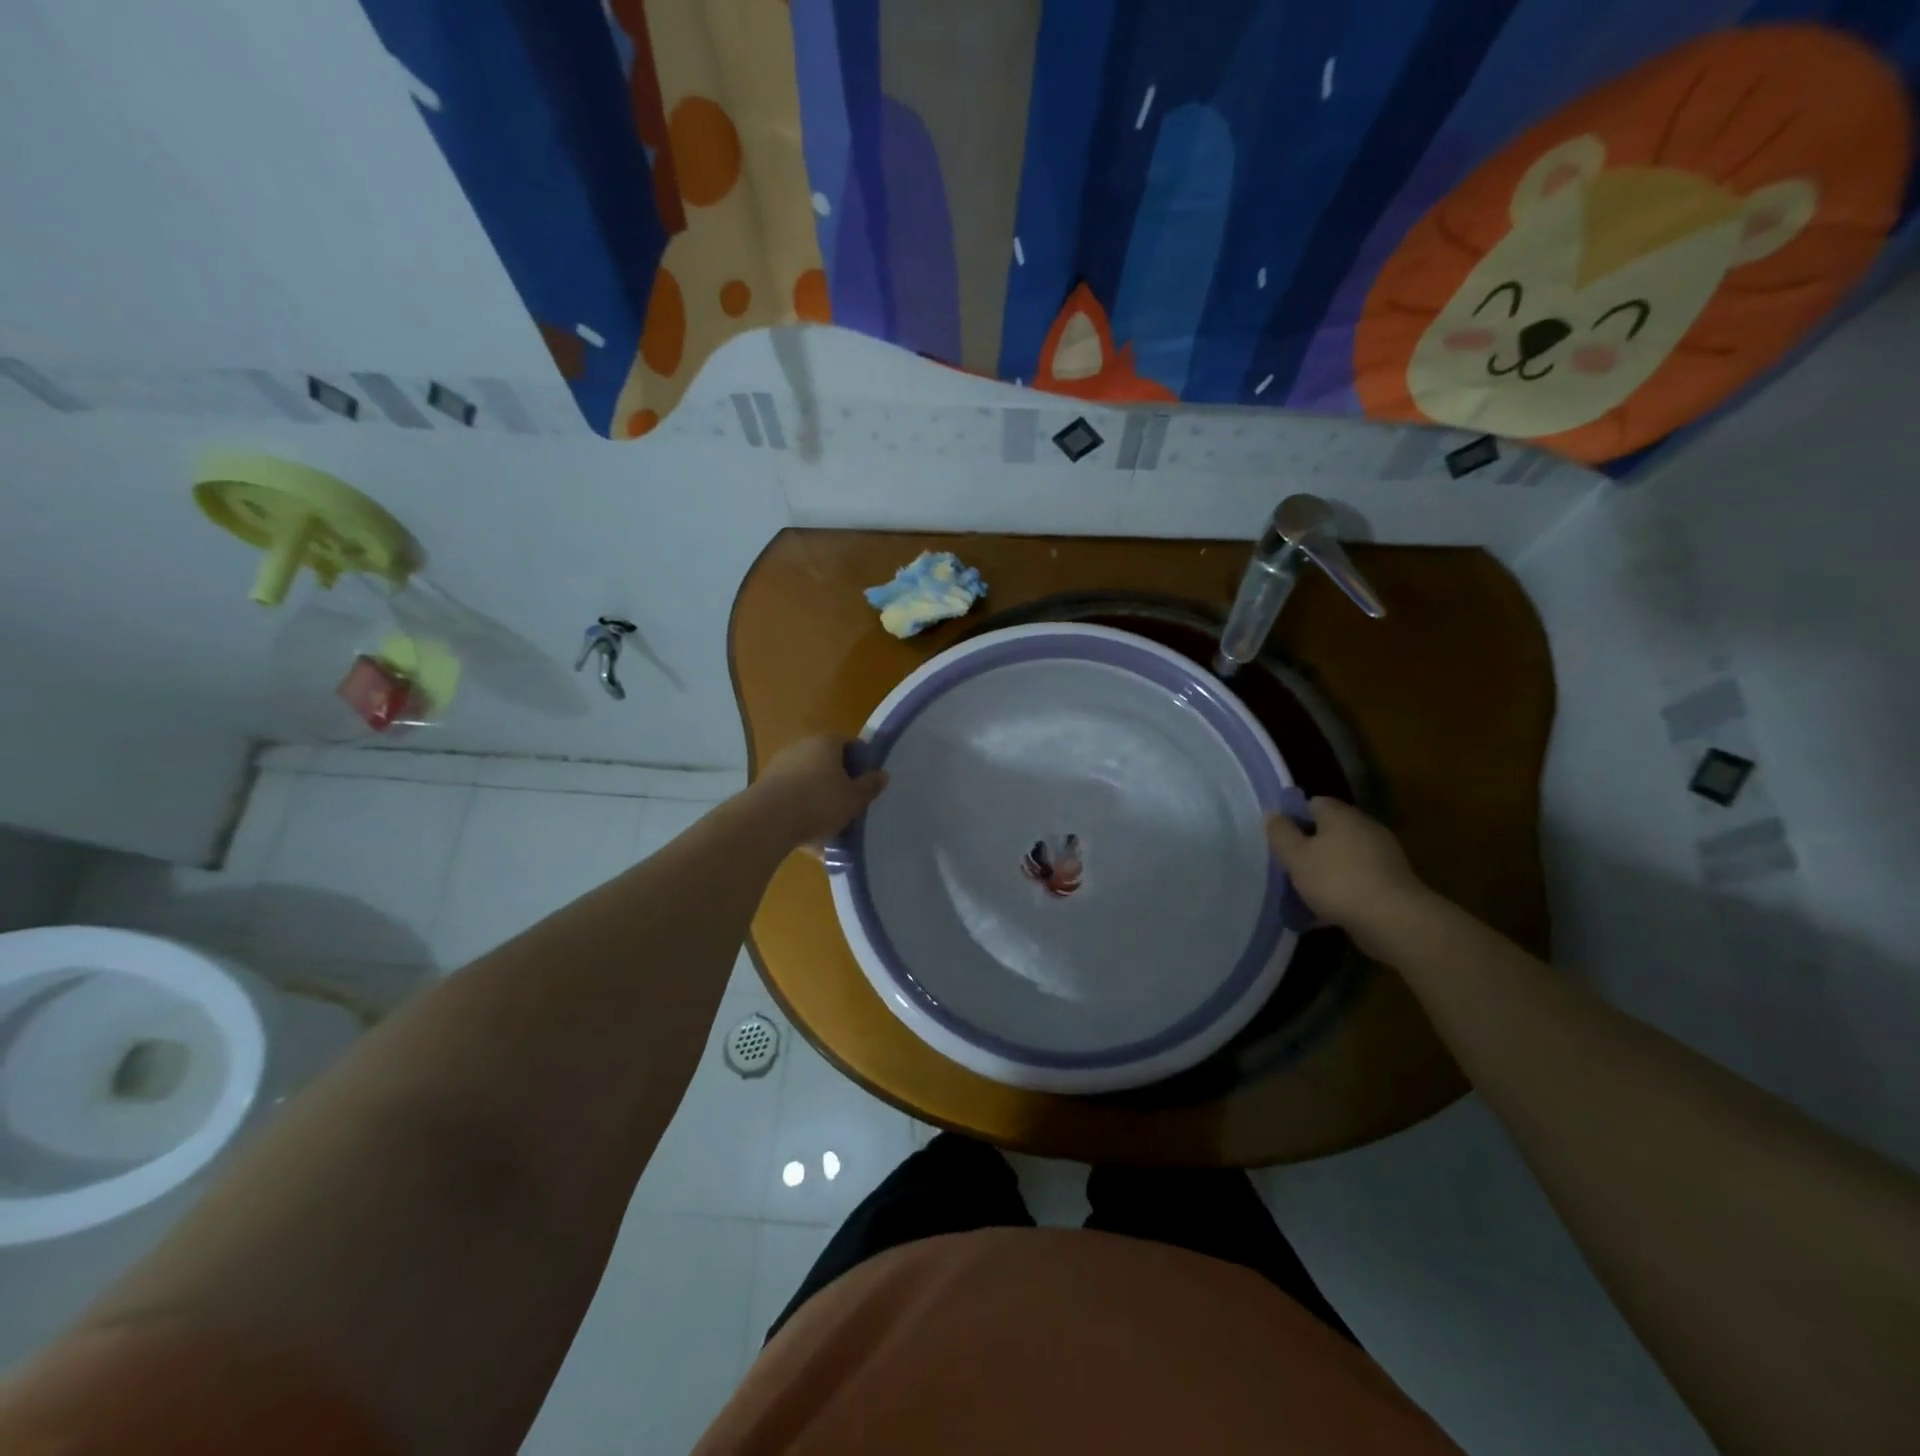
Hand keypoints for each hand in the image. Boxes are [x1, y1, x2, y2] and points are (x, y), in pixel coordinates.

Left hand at [754, 735, 888, 848]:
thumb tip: (881, 774)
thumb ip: (869, 786)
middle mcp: (801, 747)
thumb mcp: (854, 798)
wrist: (767, 821)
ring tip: (831, 829)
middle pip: (827, 764)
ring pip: (808, 784)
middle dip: (839, 784)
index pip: (849, 745)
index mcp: (826, 743)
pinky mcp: (765, 788)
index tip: (868, 784)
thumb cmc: (820, 803)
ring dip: (819, 802)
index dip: (861, 763)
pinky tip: (810, 840)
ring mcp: (780, 766)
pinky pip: (792, 800)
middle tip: (851, 806)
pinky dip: (801, 815)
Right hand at [1265, 798, 1428, 946]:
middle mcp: (1364, 827)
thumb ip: (1281, 834)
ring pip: (1343, 856)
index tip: (1280, 839)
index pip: (1313, 803)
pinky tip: (1326, 909)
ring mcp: (1382, 855)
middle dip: (1309, 845)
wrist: (1393, 920)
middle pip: (1330, 829)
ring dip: (1326, 869)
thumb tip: (1272, 814)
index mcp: (1341, 815)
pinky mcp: (1391, 881)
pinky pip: (1357, 878)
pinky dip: (1342, 888)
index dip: (1294, 817)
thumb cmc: (1336, 880)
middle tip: (1289, 865)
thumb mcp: (1296, 857)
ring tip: (1304, 891)